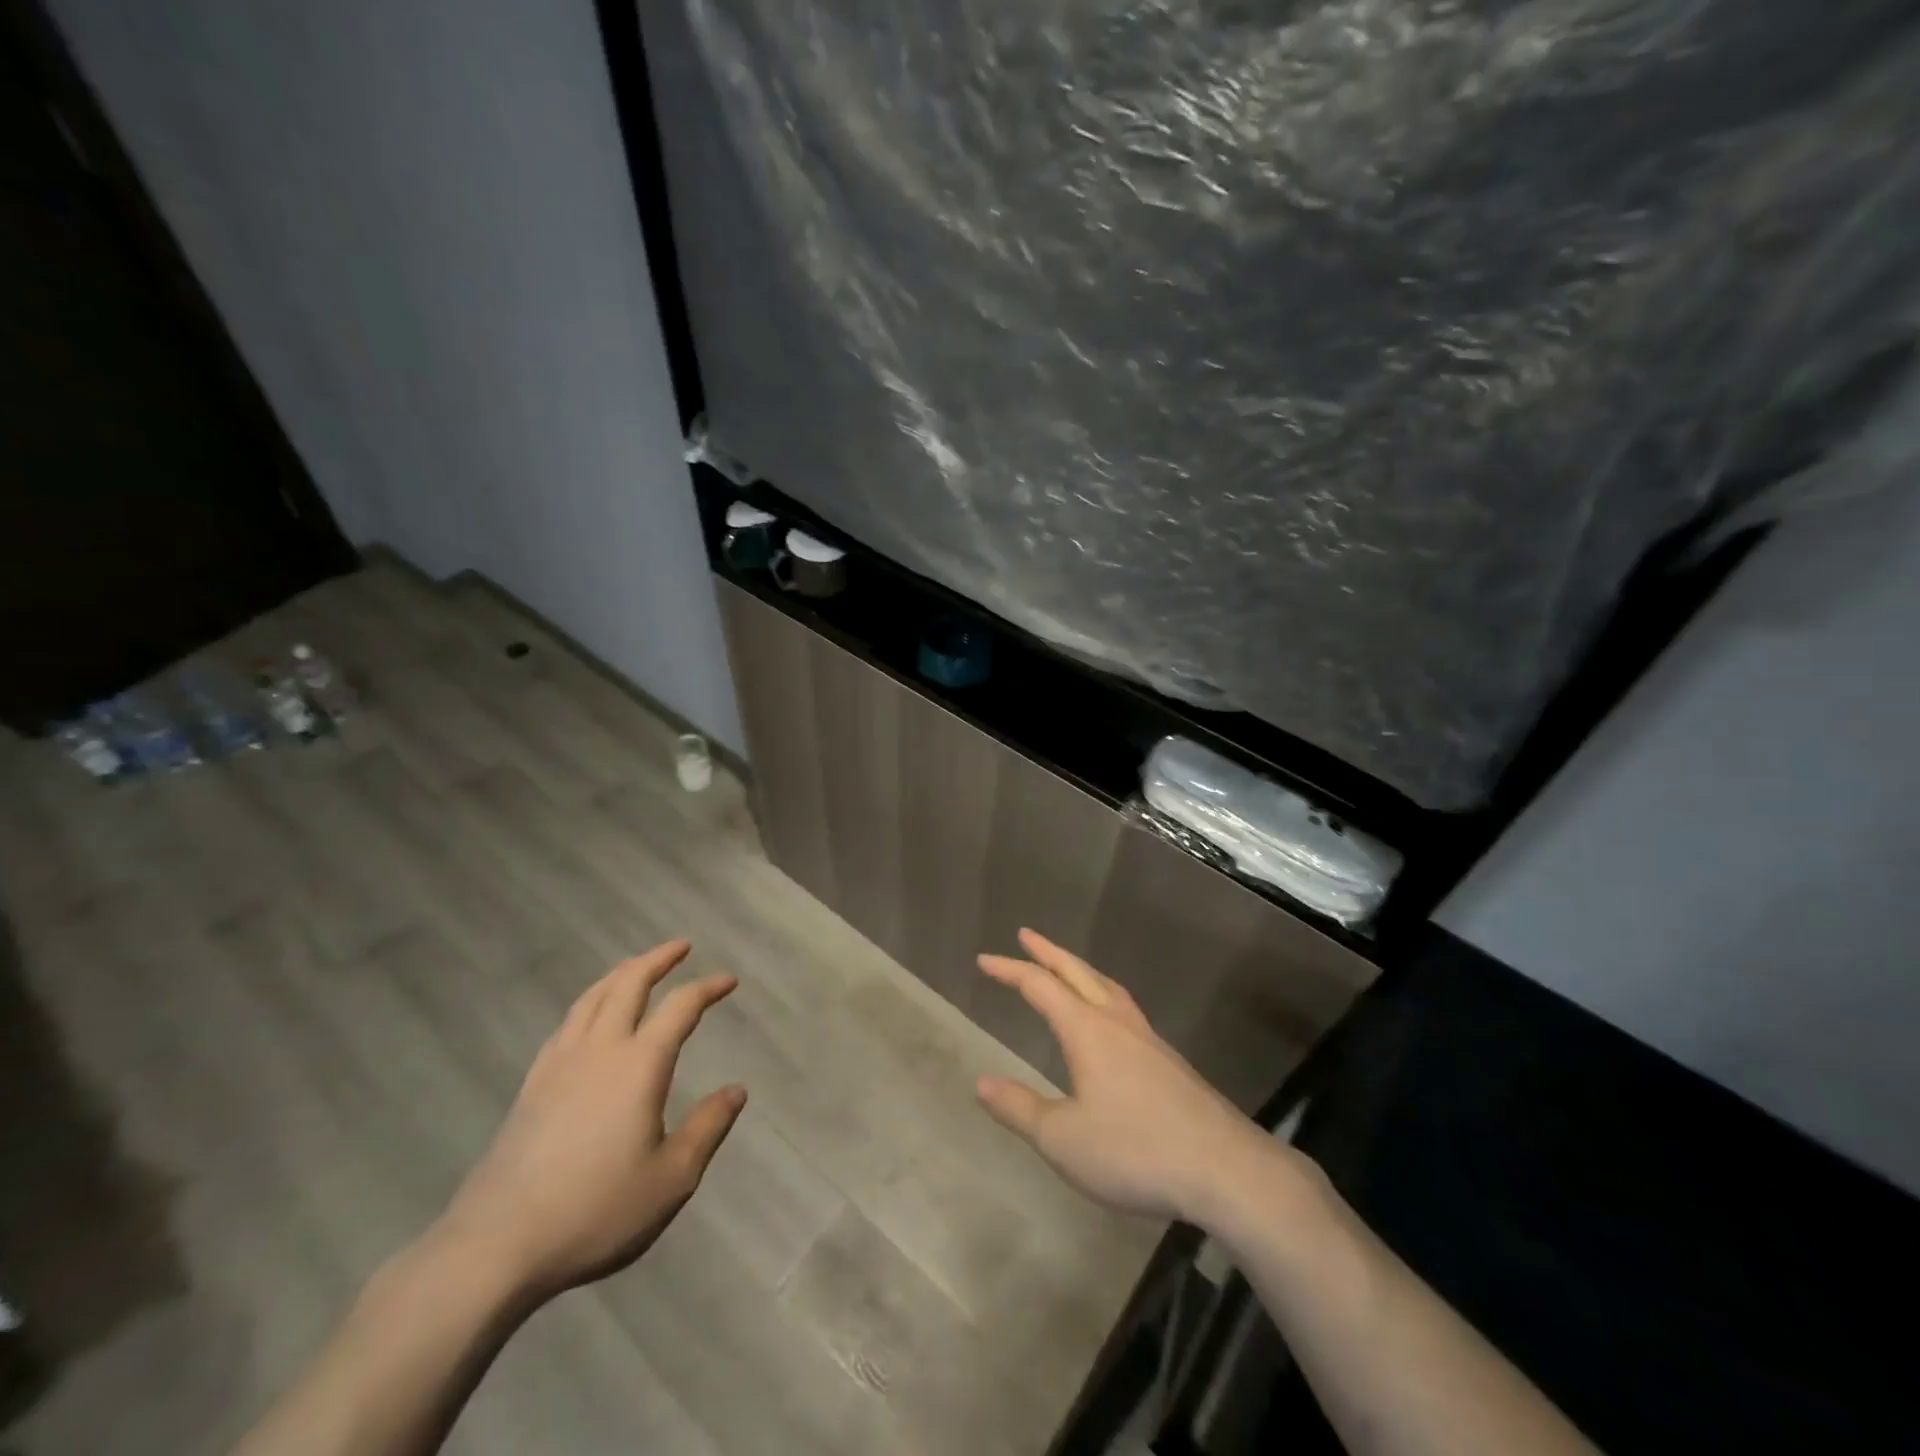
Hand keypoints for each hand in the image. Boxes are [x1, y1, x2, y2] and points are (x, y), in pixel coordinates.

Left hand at [435, 940, 745, 1299]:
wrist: (495, 1246)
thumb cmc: (595, 1211)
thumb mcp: (671, 1178)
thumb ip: (708, 1127)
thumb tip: (737, 1090)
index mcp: (639, 1065)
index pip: (680, 1007)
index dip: (707, 988)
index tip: (729, 980)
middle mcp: (599, 1050)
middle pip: (629, 984)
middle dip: (658, 959)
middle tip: (681, 946)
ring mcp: (558, 1064)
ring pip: (592, 997)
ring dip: (621, 973)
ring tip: (637, 967)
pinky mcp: (531, 1086)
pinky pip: (567, 1023)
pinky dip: (589, 1003)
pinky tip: (590, 1018)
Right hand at [975, 929, 1280, 1224]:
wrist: (1225, 1169)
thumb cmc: (1135, 1150)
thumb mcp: (1063, 1139)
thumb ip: (1020, 1109)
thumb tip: (981, 1083)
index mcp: (1087, 1030)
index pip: (1039, 986)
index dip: (1009, 970)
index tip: (984, 960)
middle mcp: (1117, 1022)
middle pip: (1077, 972)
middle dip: (1048, 952)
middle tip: (1026, 935)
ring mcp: (1148, 1039)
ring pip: (1107, 987)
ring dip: (1080, 970)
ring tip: (1066, 968)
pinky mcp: (1169, 1061)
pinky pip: (1126, 1009)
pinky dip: (1104, 995)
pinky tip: (1108, 1020)